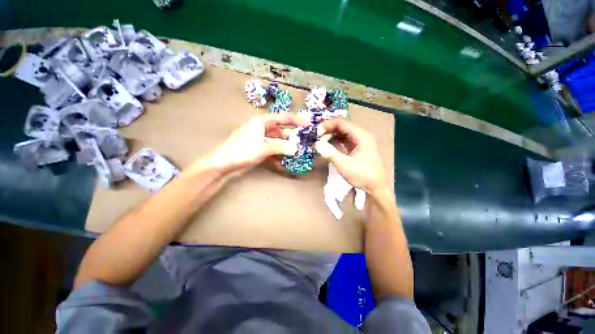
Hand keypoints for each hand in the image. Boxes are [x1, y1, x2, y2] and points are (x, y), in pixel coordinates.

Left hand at [208, 113, 308, 173]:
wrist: (224, 164)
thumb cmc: (241, 151)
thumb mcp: (263, 147)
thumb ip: (281, 147)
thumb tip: (296, 148)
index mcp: (262, 122)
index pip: (283, 118)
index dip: (297, 120)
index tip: (309, 125)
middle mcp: (262, 129)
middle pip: (282, 130)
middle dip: (293, 136)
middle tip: (305, 142)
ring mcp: (261, 140)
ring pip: (278, 142)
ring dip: (287, 147)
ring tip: (298, 153)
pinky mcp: (260, 150)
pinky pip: (273, 150)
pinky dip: (279, 156)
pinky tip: (286, 163)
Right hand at [314, 118, 388, 196]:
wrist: (376, 188)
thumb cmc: (363, 175)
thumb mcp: (345, 165)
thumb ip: (330, 153)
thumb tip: (316, 144)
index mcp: (362, 135)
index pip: (342, 123)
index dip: (327, 124)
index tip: (315, 132)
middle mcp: (361, 135)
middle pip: (342, 126)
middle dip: (328, 129)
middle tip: (315, 136)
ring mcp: (360, 141)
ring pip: (342, 133)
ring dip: (331, 135)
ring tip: (319, 140)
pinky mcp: (357, 147)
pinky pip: (344, 140)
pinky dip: (335, 141)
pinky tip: (327, 144)